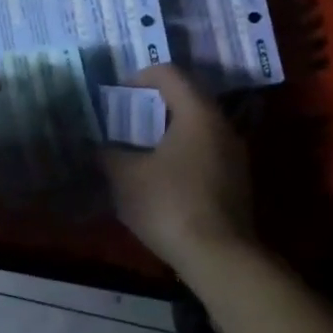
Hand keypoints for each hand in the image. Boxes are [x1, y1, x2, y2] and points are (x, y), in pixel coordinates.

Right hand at [102, 66, 255, 275]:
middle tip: (124, 121)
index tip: (117, 98)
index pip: (168, 73)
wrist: (221, 260)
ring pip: (195, 127)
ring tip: (138, 151)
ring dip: (167, 132)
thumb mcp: (125, 177)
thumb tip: (96, 146)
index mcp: (197, 112)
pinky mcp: (236, 182)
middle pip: (185, 98)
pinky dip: (181, 154)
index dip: (138, 78)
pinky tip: (160, 179)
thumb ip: (107, 154)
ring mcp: (234, 155)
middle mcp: (222, 125)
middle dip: (151, 106)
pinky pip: (204, 152)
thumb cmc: (170, 205)